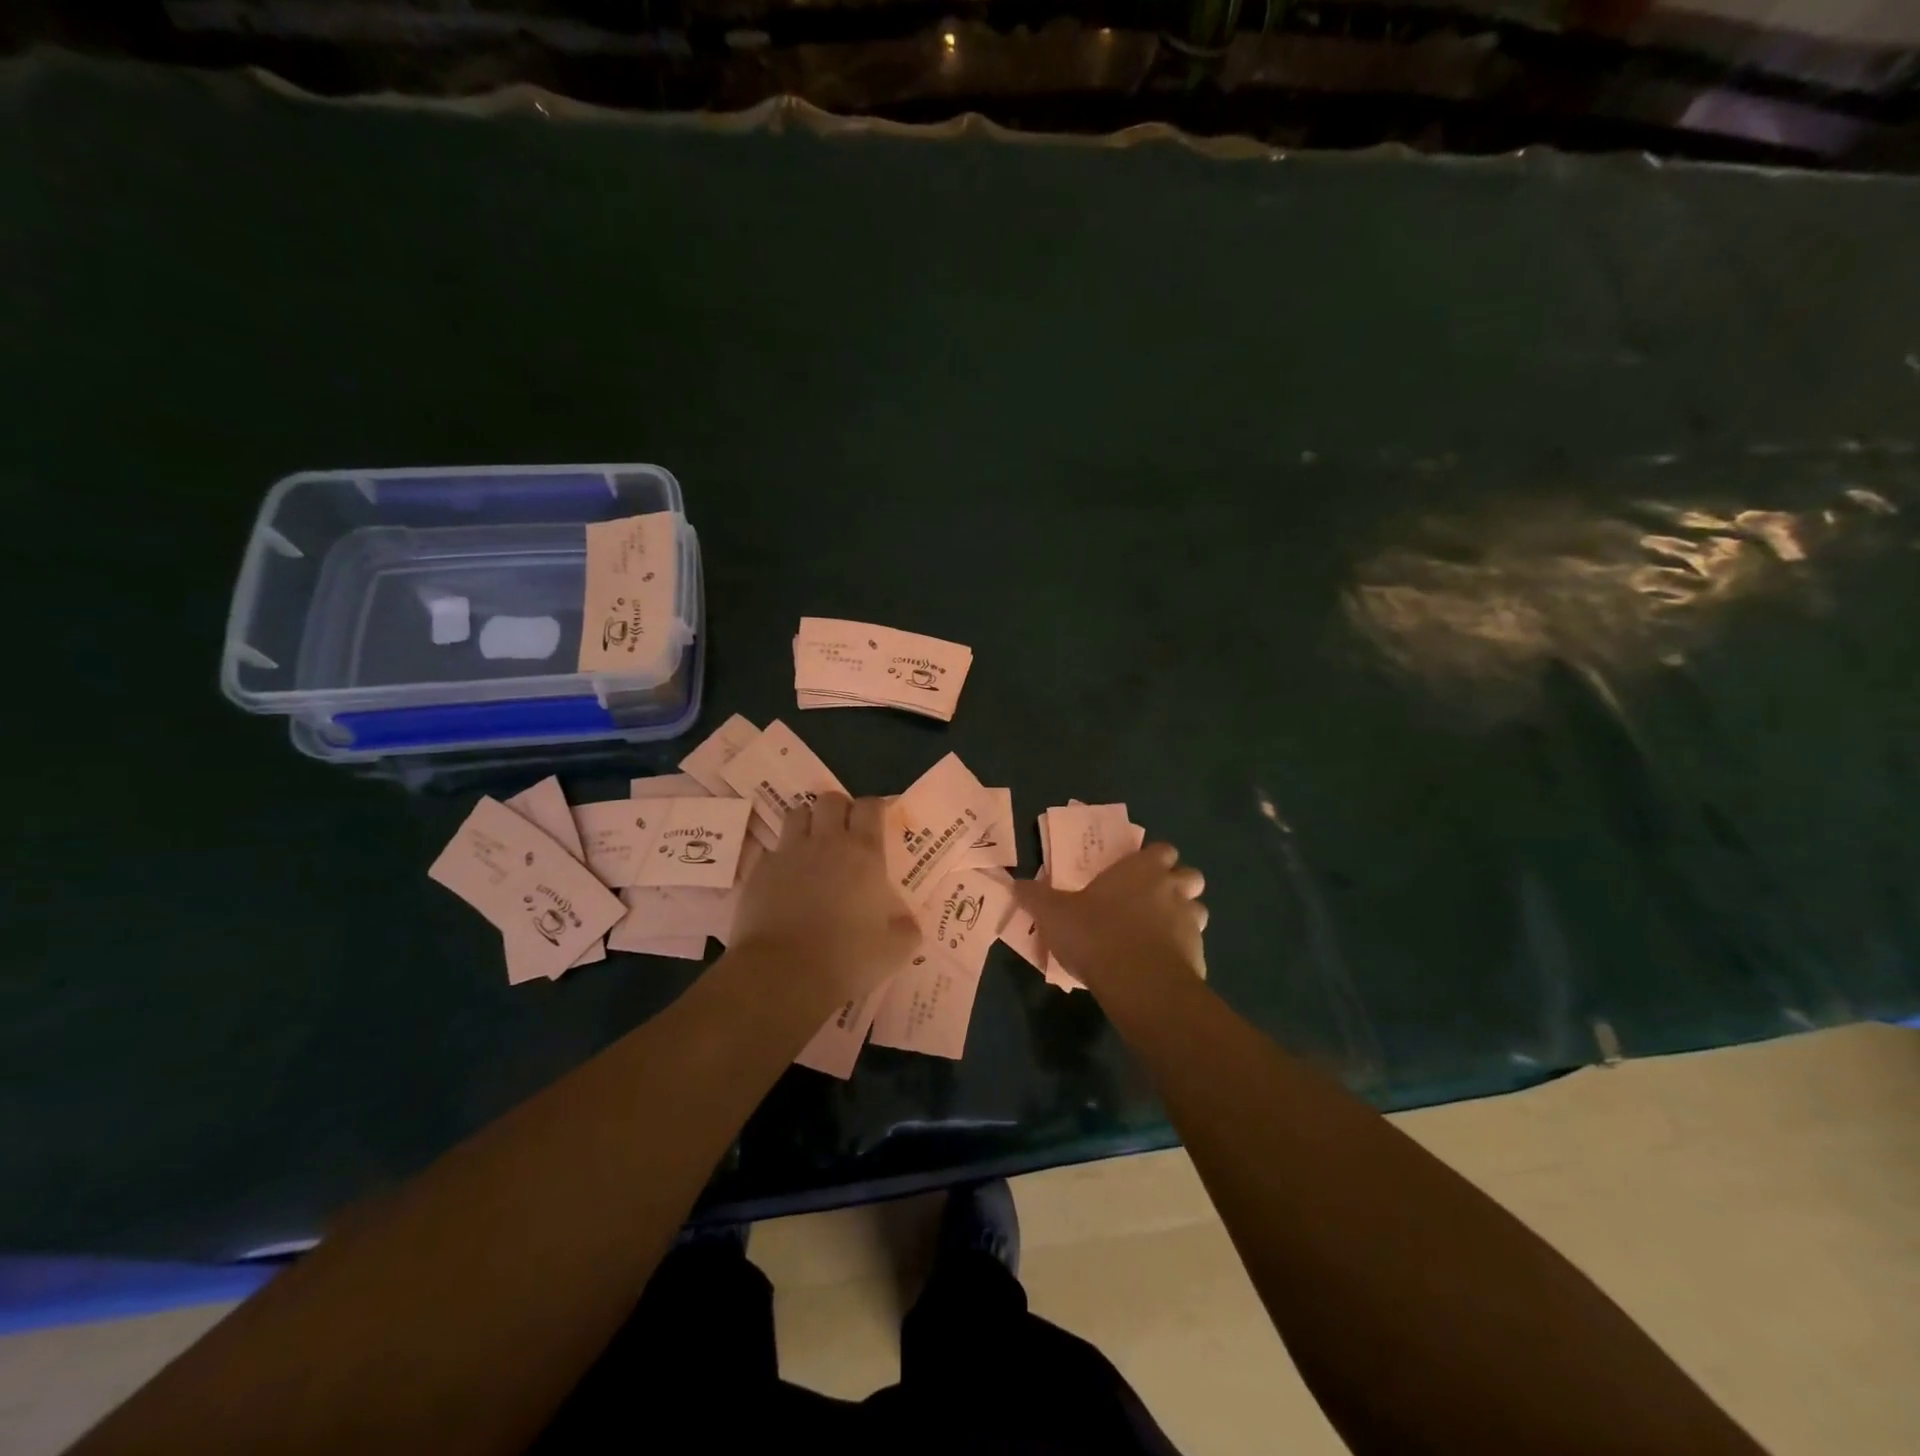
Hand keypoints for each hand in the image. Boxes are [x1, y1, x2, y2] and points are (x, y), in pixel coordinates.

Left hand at [729, 794, 921, 1000]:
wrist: (783, 975)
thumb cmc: (847, 959)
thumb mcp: (895, 951)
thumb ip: (907, 929)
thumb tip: (909, 923)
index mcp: (863, 854)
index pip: (870, 807)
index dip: (875, 808)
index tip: (877, 821)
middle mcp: (826, 842)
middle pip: (830, 800)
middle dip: (838, 809)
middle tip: (844, 832)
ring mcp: (788, 854)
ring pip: (797, 814)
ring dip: (807, 823)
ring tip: (812, 846)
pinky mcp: (759, 871)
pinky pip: (772, 850)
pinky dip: (781, 858)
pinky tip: (785, 881)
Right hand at [1013, 843, 1207, 991]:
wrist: (1138, 983)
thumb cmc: (1096, 934)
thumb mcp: (1054, 914)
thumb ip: (1036, 896)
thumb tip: (1016, 883)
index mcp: (1143, 870)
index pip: (1162, 850)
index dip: (1153, 858)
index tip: (1136, 871)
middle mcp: (1172, 889)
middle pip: (1190, 876)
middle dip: (1177, 884)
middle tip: (1150, 900)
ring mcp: (1191, 923)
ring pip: (1197, 910)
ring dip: (1182, 917)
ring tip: (1156, 933)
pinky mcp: (1198, 956)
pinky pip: (1193, 946)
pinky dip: (1181, 952)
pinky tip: (1158, 965)